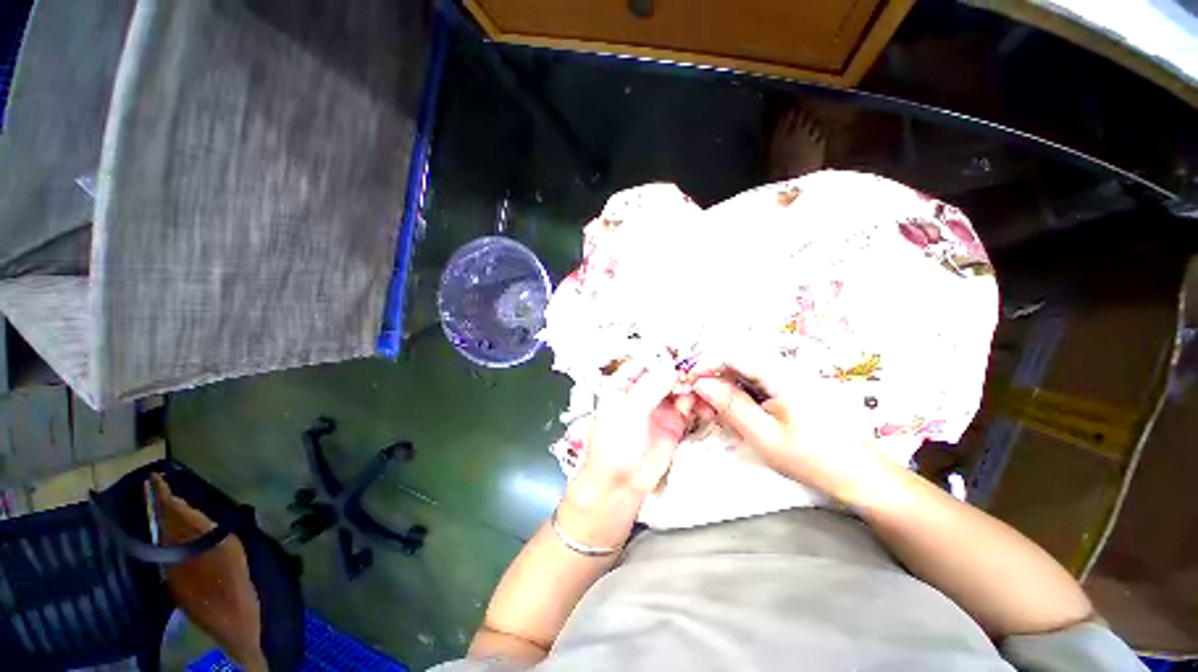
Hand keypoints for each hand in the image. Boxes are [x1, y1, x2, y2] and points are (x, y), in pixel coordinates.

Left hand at [558, 357, 696, 546]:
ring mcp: (658, 407)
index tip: (681, 354)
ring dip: (692, 386)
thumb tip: (670, 369)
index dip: (662, 356)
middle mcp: (641, 393)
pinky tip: (704, 405)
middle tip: (698, 371)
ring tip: (703, 388)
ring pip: (678, 388)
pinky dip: (698, 403)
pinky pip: (688, 406)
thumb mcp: (628, 412)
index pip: (644, 362)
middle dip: (681, 371)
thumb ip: (650, 389)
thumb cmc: (613, 447)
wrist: (621, 485)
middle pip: (664, 373)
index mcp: (622, 385)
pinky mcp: (673, 423)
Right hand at [691, 356, 890, 503]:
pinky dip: (742, 395)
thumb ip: (731, 405)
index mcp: (783, 375)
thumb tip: (701, 383)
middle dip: (714, 380)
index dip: (707, 364)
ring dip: (726, 389)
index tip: (689, 382)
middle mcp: (787, 367)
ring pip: (746, 373)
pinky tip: (739, 415)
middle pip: (738, 361)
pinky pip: (758, 383)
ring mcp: (792, 376)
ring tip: (718, 414)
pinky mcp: (794, 387)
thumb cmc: (814, 459)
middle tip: (700, 405)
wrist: (862, 475)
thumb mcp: (765, 436)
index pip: (734, 354)